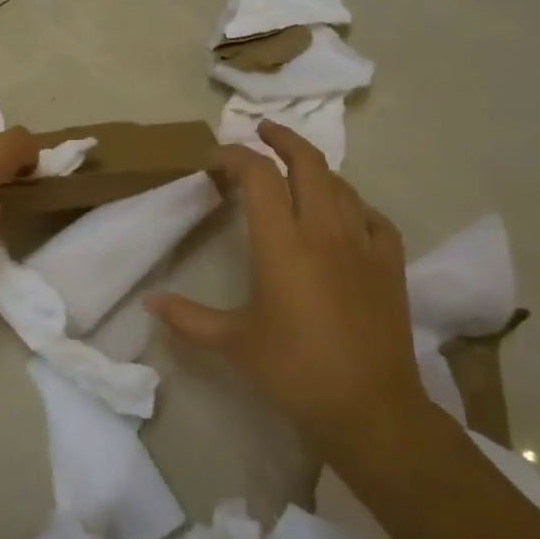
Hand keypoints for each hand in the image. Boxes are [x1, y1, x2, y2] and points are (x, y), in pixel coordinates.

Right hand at [146, 123, 427, 442]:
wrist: (370, 408)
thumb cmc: (294, 371)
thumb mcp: (233, 344)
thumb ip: (187, 318)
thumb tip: (150, 302)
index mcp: (282, 244)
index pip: (259, 176)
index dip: (237, 156)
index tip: (217, 157)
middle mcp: (324, 231)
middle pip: (308, 163)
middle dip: (283, 138)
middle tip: (262, 130)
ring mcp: (363, 245)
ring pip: (341, 185)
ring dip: (315, 169)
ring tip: (296, 171)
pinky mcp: (390, 264)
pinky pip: (373, 217)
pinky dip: (354, 205)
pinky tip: (346, 216)